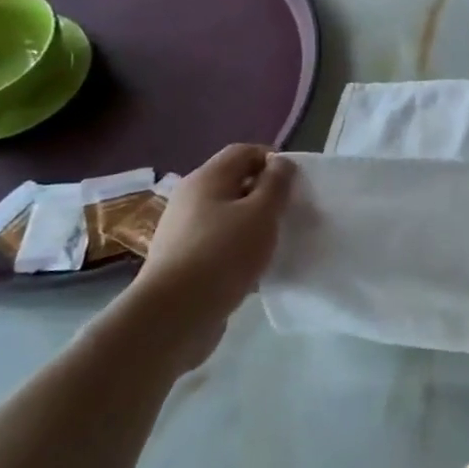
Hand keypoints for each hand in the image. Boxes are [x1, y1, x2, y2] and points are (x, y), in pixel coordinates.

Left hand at [124, 144, 295, 369]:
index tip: (295, 183)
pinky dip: (240, 249)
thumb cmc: (223, 254)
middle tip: (290, 212)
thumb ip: (276, 184)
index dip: (272, 160)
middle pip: (235, 183)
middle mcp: (190, 199)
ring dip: (254, 224)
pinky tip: (256, 268)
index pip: (243, 152)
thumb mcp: (261, 213)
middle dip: (265, 194)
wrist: (173, 316)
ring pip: (228, 216)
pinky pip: (219, 244)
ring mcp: (183, 232)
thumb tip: (280, 163)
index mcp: (206, 179)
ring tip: (276, 242)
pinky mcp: (183, 262)